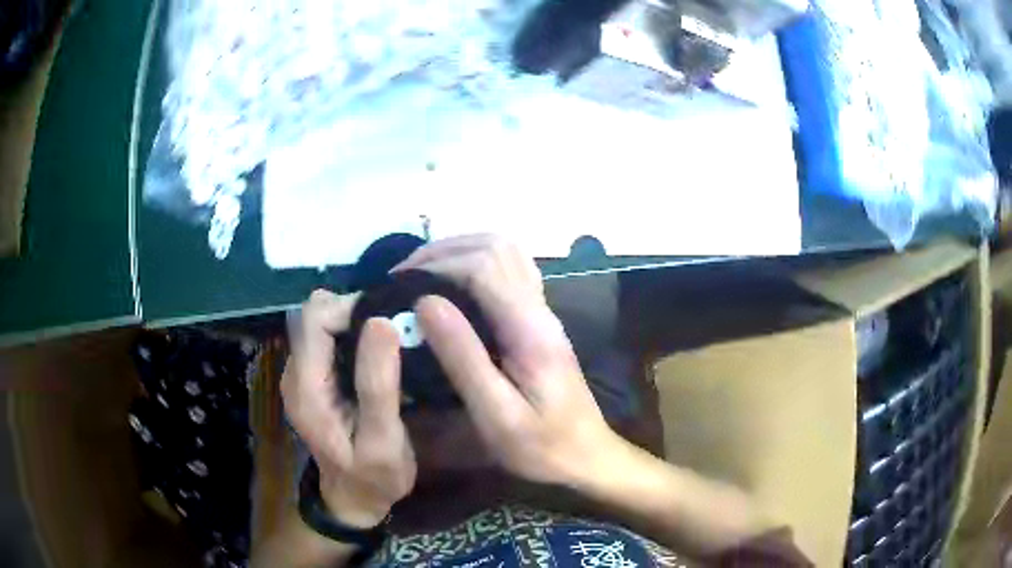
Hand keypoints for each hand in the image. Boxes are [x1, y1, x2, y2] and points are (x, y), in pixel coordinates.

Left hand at [282, 291, 416, 527]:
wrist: (353, 499)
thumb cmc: (374, 476)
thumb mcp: (383, 440)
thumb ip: (378, 384)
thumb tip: (382, 322)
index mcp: (306, 387)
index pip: (314, 318)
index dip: (351, 309)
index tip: (390, 325)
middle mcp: (294, 373)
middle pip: (313, 314)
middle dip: (353, 311)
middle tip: (393, 334)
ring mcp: (300, 374)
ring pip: (320, 321)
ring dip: (353, 321)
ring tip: (389, 343)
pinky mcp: (311, 377)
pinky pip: (327, 337)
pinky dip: (351, 334)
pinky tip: (375, 355)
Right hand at [397, 235, 622, 486]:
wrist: (586, 455)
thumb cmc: (540, 445)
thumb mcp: (496, 413)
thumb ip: (462, 357)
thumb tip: (425, 302)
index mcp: (529, 328)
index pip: (483, 266)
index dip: (437, 263)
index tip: (398, 281)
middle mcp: (540, 309)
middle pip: (495, 247)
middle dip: (445, 250)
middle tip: (406, 273)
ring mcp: (543, 312)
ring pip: (506, 252)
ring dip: (461, 251)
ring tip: (423, 272)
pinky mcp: (539, 321)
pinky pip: (510, 272)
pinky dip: (477, 264)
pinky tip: (454, 286)